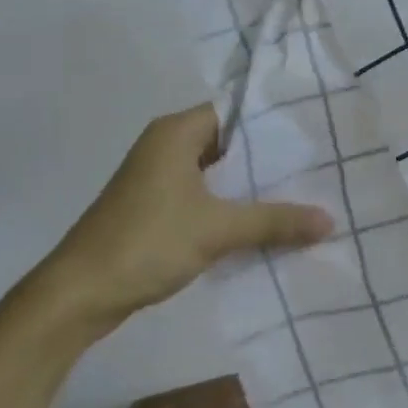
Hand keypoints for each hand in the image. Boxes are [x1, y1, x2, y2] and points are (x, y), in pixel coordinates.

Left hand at [30, 103, 331, 337]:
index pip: (235, 111)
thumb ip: (274, 221)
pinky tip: (264, 222)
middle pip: (229, 143)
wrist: (77, 296)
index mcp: (176, 132)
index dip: (272, 122)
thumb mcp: (217, 229)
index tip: (313, 132)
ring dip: (250, 186)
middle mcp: (166, 146)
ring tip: (301, 192)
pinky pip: (204, 196)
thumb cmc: (146, 242)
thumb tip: (330, 220)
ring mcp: (158, 179)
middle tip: (317, 165)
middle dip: (268, 158)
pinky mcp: (154, 208)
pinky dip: (231, 206)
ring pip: (217, 173)